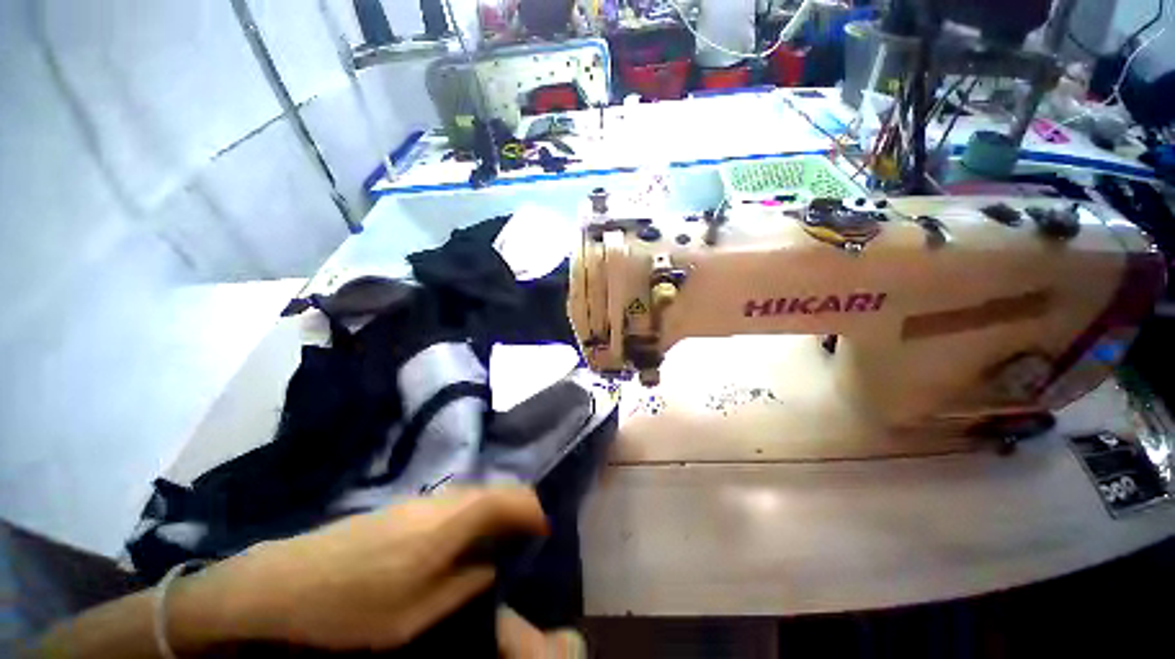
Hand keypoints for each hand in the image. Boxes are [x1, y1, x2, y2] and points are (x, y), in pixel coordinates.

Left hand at [172, 487, 550, 651]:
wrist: (283, 582)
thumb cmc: (351, 607)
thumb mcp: (414, 615)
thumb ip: (463, 585)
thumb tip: (492, 566)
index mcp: (449, 523)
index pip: (509, 498)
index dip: (533, 510)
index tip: (544, 531)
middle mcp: (441, 500)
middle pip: (495, 490)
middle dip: (517, 509)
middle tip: (525, 538)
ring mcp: (420, 500)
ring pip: (475, 493)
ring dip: (494, 511)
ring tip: (499, 541)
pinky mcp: (404, 505)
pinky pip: (454, 501)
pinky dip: (472, 513)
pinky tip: (462, 541)